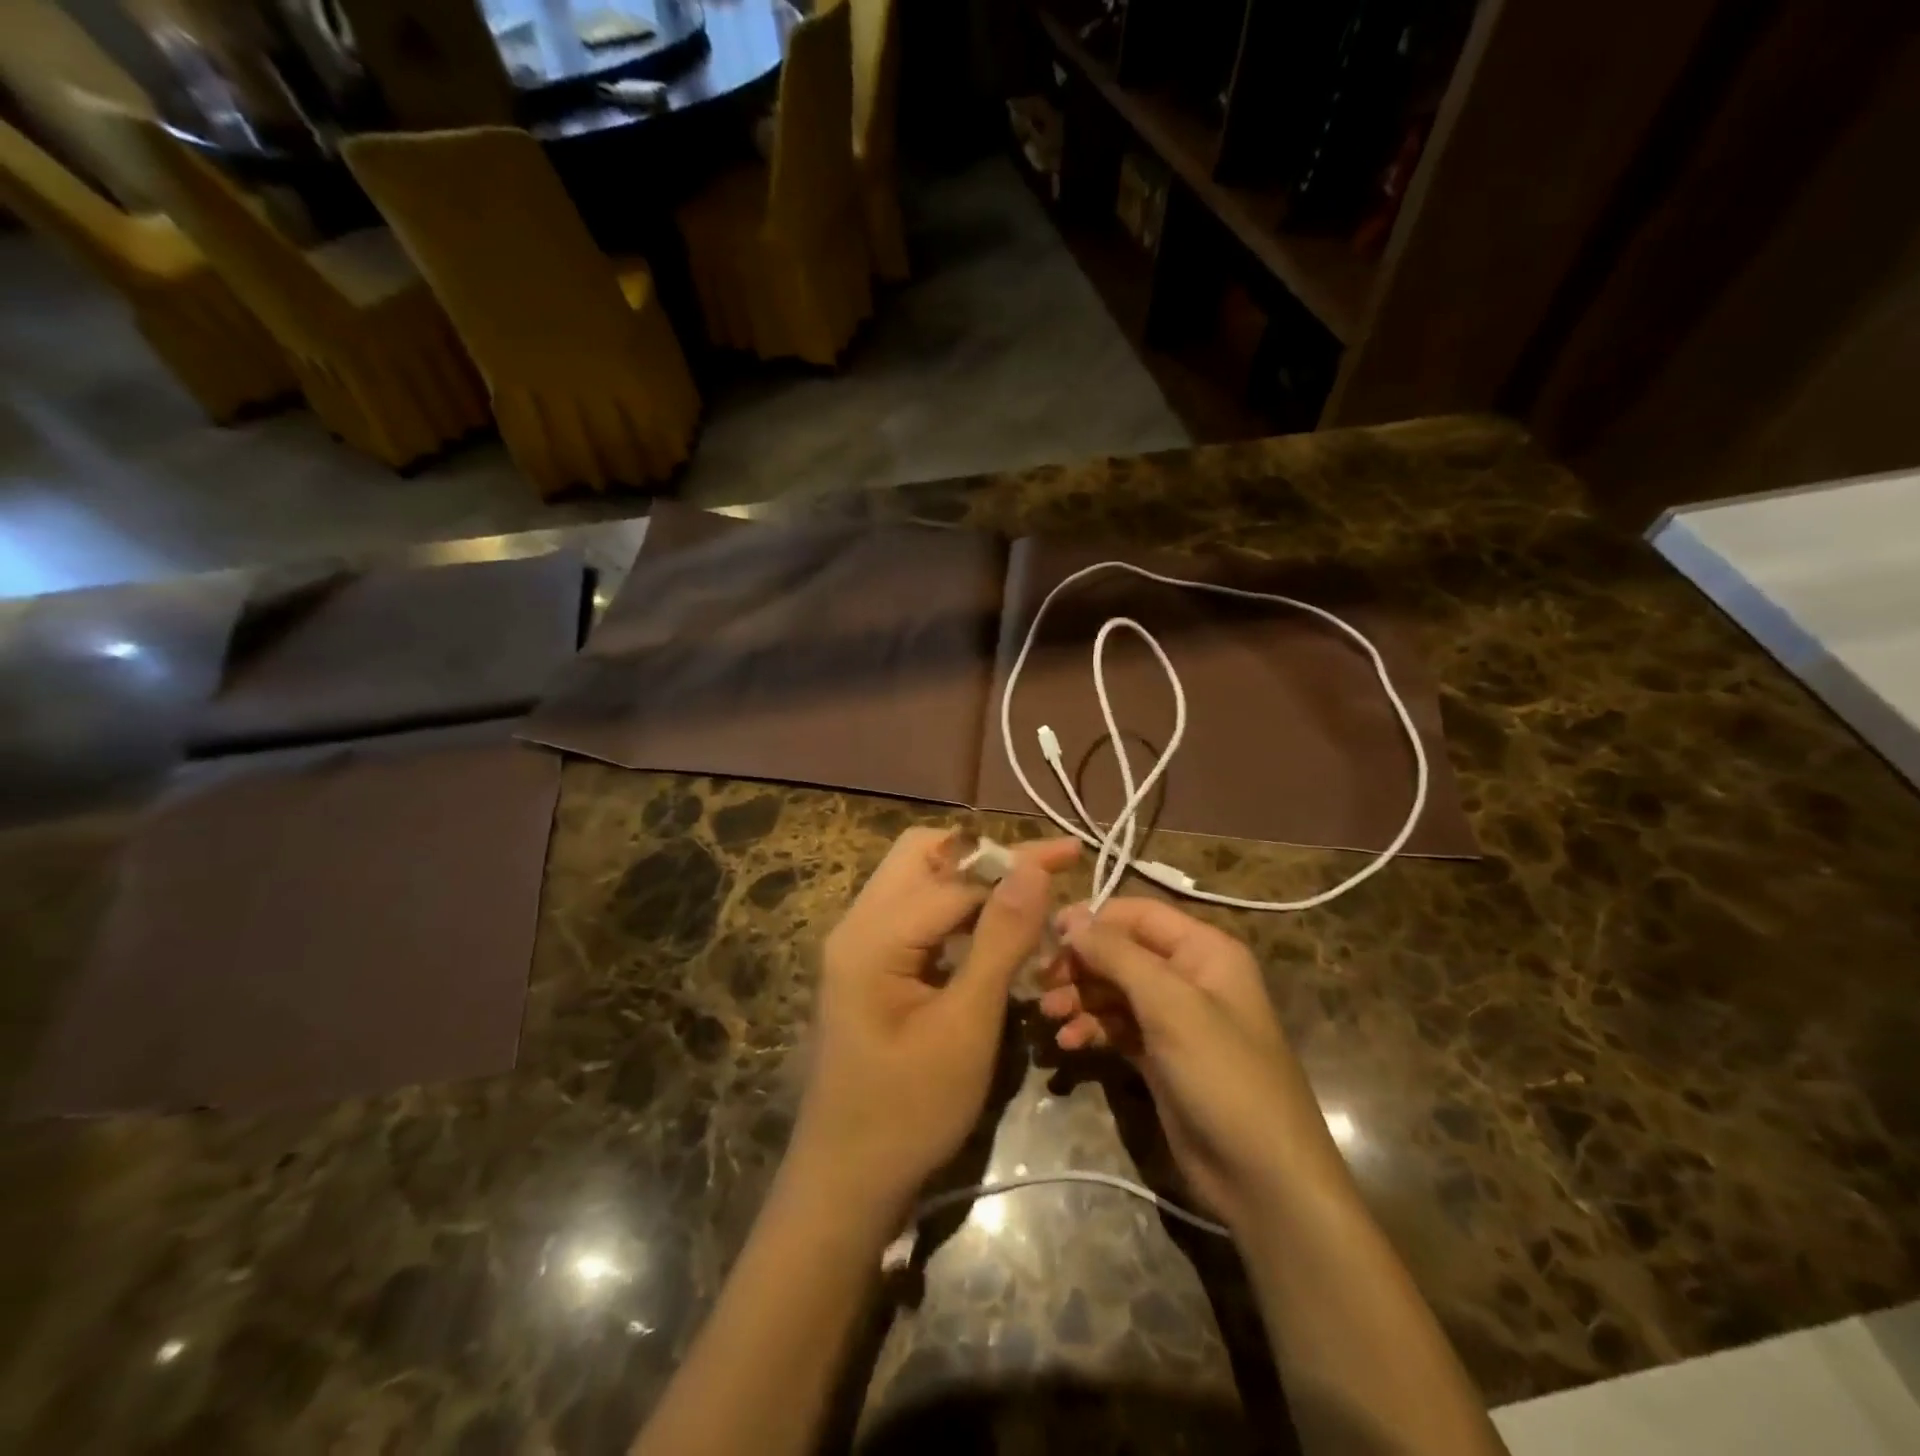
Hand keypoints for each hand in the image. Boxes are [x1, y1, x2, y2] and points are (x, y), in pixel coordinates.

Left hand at [791, 828, 1079, 1222]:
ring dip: (971, 880)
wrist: (846, 1182)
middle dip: (986, 855)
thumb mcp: (967, 1025)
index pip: (956, 876)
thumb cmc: (910, 1111)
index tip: (1071, 854)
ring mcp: (857, 943)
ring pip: (917, 879)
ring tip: (1028, 896)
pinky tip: (992, 929)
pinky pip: (913, 913)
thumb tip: (1033, 868)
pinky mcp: (867, 964)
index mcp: (873, 936)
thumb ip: (1001, 940)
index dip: (1017, 864)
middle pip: (922, 854)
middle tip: (1043, 872)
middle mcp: (857, 924)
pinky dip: (955, 909)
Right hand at [1039, 898, 1341, 1232]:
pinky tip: (1069, 1043)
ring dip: (1080, 997)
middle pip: (1122, 952)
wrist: (1262, 1177)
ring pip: (1115, 990)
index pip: (1139, 914)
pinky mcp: (1160, 1055)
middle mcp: (1189, 976)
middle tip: (1042, 983)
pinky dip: (1092, 1028)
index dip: (1093, 919)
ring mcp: (1175, 1018)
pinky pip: (1117, 1026)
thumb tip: (1072, 919)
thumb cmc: (1222, 1074)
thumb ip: (1117, 955)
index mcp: (1204, 950)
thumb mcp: (1170, 1004)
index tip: (1048, 934)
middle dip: (1082, 964)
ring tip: (1049, 1016)